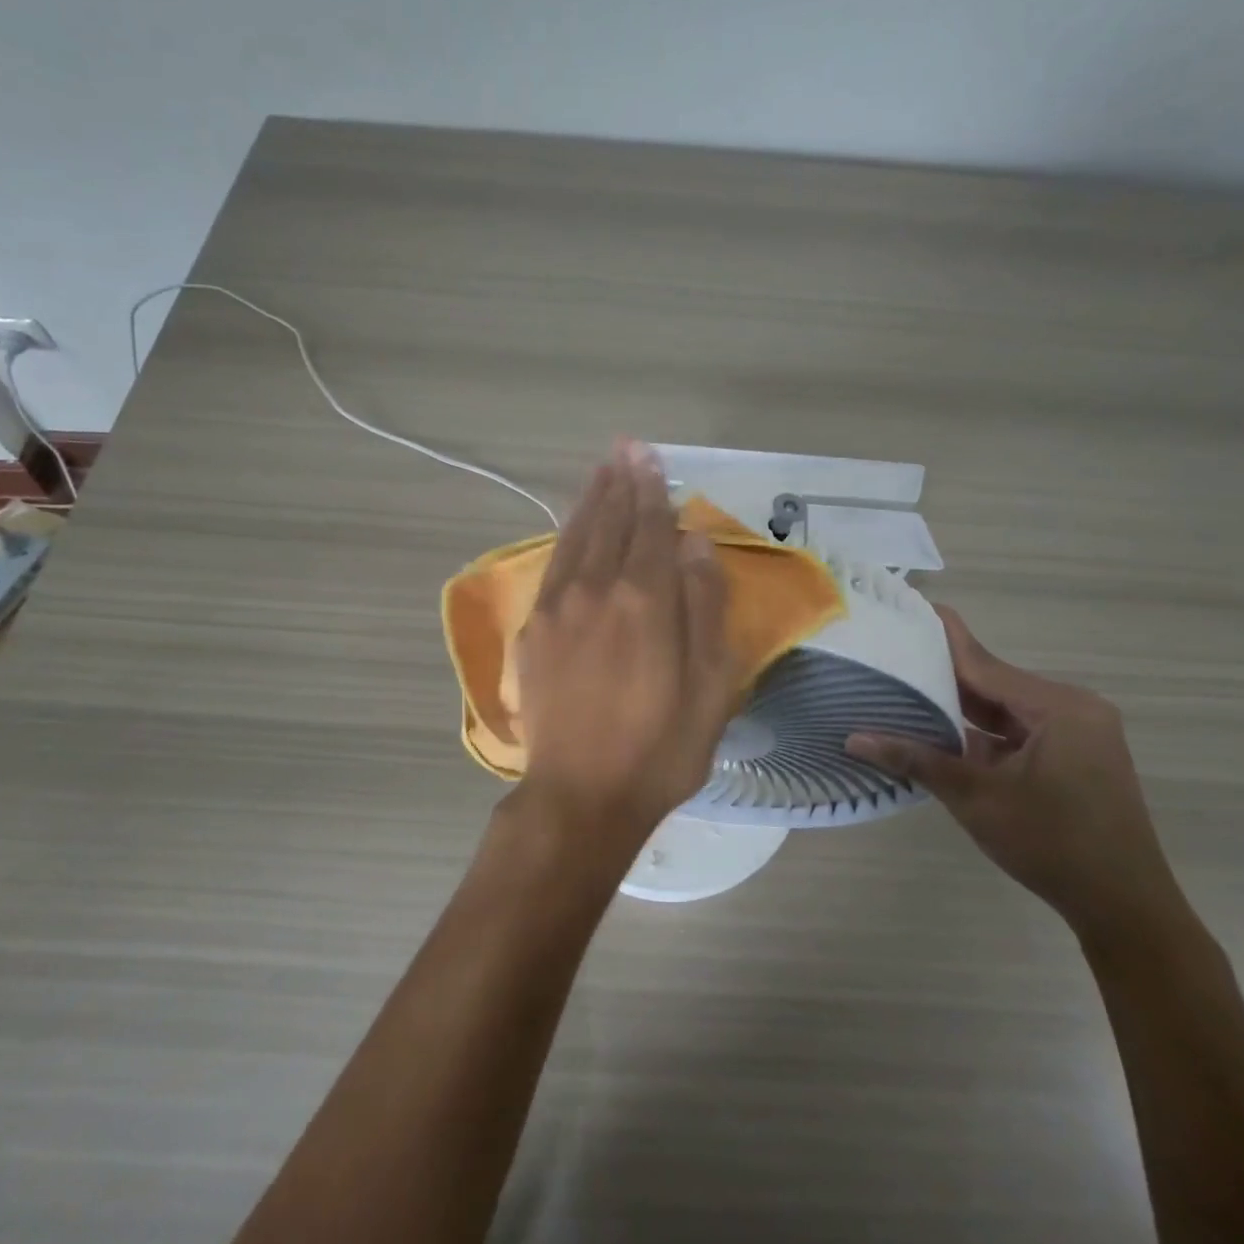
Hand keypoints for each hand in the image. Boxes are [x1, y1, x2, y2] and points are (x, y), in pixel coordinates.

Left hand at [513, 439, 734, 844]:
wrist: (582, 795)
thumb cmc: (660, 747)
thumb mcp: (710, 684)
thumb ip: (705, 607)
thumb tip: (694, 545)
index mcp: (644, 599)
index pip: (649, 526)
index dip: (651, 488)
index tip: (650, 456)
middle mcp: (596, 589)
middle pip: (609, 521)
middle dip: (619, 482)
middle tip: (624, 448)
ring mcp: (557, 607)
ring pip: (575, 537)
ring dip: (590, 500)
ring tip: (601, 470)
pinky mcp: (534, 630)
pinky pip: (553, 565)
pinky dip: (566, 536)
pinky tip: (573, 527)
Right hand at [847, 607, 1184, 938]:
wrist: (1126, 908)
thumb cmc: (1052, 845)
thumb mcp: (976, 799)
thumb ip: (916, 760)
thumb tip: (854, 739)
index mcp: (1057, 707)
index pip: (983, 664)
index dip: (941, 638)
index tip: (909, 606)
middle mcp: (1073, 707)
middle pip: (994, 682)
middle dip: (943, 676)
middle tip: (892, 656)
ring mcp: (1078, 732)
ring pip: (1006, 707)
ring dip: (962, 707)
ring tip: (906, 690)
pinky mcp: (1077, 754)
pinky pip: (1020, 729)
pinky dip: (985, 731)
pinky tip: (943, 732)